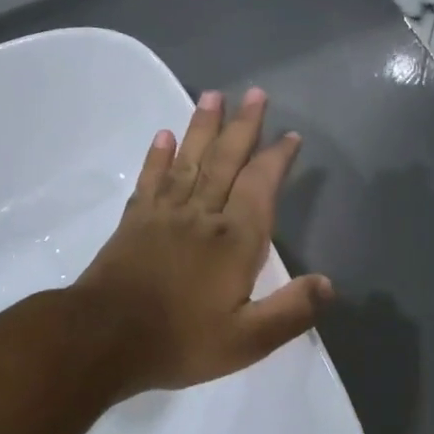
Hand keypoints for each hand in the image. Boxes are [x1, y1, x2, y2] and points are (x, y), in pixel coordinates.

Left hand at [76, 88, 333, 397]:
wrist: (103, 339)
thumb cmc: (180, 340)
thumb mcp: (247, 340)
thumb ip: (290, 311)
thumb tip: (329, 284)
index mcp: (234, 240)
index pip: (260, 185)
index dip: (277, 158)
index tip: (290, 135)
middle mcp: (202, 215)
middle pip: (226, 160)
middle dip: (243, 126)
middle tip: (255, 93)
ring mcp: (165, 214)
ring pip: (190, 160)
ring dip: (203, 126)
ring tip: (213, 95)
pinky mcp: (135, 221)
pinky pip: (151, 179)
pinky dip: (158, 156)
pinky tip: (164, 135)